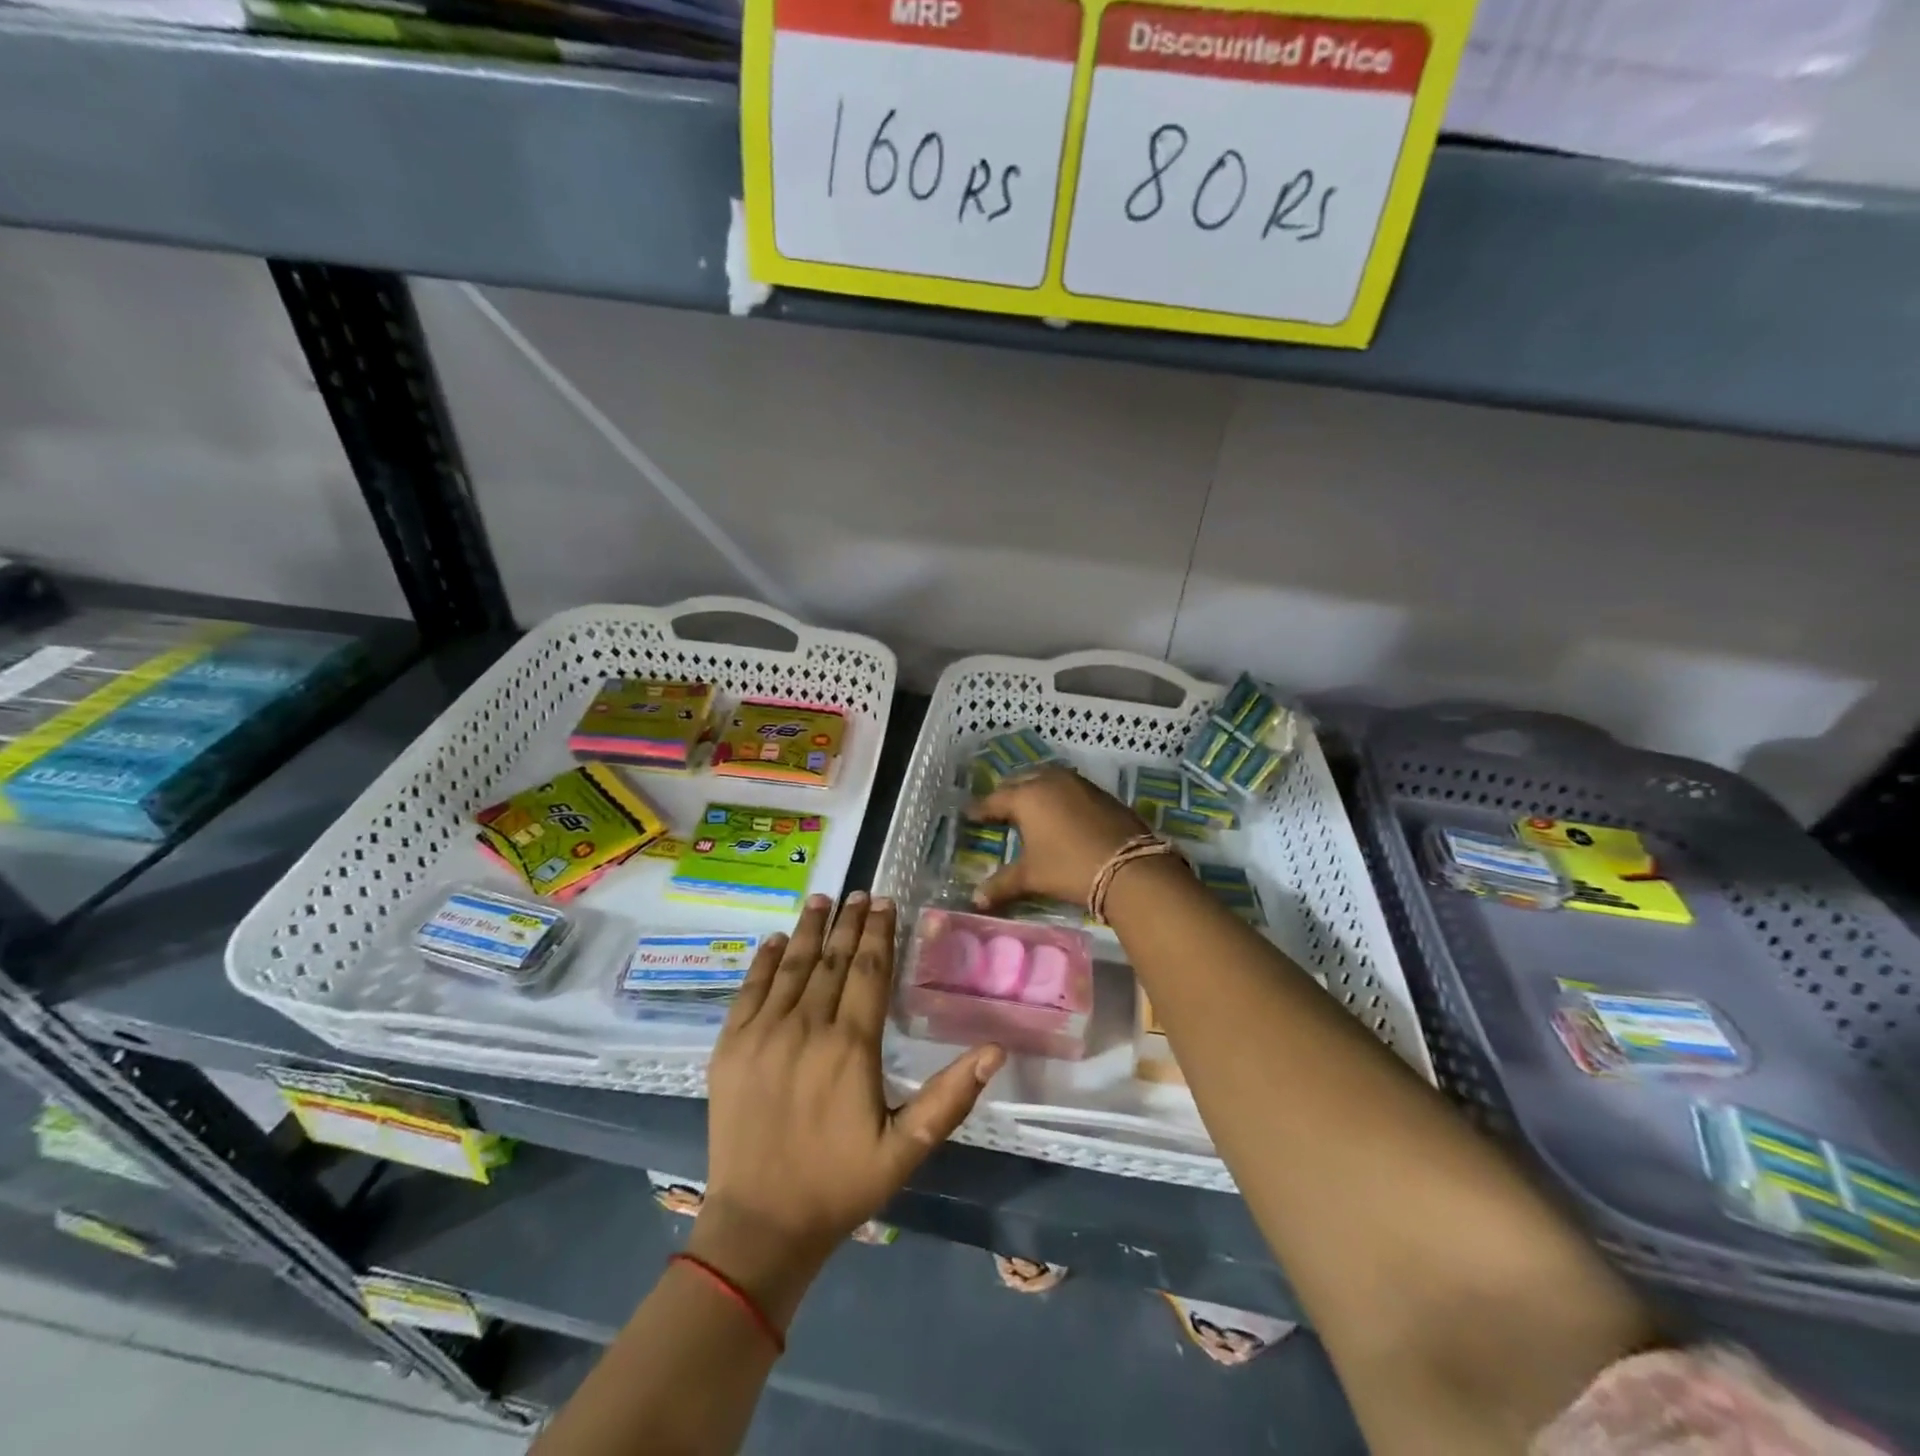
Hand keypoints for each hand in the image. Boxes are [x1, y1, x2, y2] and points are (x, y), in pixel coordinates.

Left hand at [695, 893, 1003, 1320]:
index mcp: (850, 1046)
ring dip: (809, 929)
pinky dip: (763, 961)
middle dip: (850, 923)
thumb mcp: (906, 1150)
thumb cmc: (840, 1185)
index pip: (869, 972)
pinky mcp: (729, 1046)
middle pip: (832, 960)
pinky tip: (775, 940)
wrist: (759, 1226)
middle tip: (862, 893)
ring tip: (823, 899)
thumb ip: (949, 1097)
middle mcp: (805, 1027)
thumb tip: (996, 1050)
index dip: (880, 934)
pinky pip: (748, 990)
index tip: (887, 903)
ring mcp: (762, 1033)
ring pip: (791, 966)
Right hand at [968, 766, 1147, 909]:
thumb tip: (975, 900)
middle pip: (1020, 781)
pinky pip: (1069, 786)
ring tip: (1028, 805)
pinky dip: (1057, 794)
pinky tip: (1059, 810)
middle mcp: (1050, 781)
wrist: (1130, 867)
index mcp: (1027, 796)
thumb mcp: (1032, 876)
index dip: (981, 809)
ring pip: (1047, 778)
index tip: (969, 814)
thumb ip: (1001, 885)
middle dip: (1007, 793)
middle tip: (998, 808)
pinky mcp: (1100, 792)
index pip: (995, 800)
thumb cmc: (1069, 868)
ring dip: (1034, 788)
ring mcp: (1078, 783)